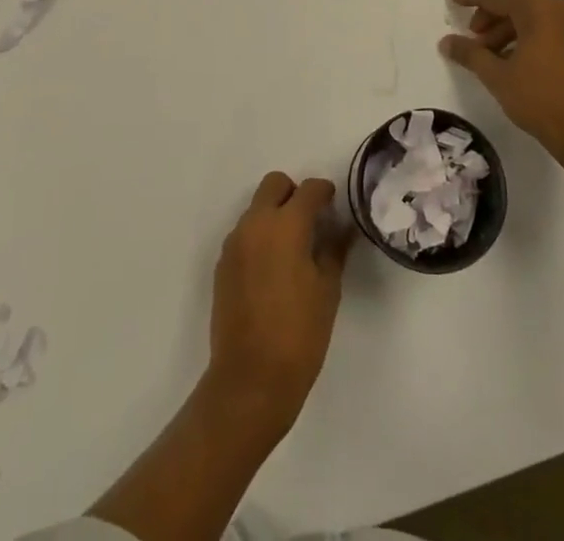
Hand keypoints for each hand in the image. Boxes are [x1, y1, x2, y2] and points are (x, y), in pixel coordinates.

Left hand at [204, 172, 351, 438]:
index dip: (324, 192)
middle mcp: (255, 224)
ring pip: (256, 208)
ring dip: (274, 215)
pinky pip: (244, 234)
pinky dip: (259, 238)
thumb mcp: (327, 290)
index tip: (334, 205)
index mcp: (285, 225)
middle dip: (294, 194)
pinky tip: (272, 270)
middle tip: (311, 221)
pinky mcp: (222, 264)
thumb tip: (340, 229)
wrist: (250, 379)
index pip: (308, 189)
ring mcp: (234, 243)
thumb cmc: (299, 333)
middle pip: (274, 185)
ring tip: (292, 250)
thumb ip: (333, 249)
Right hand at [440, 0, 563, 159]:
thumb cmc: (540, 98)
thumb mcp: (497, 76)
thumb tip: (446, 41)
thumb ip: (470, 54)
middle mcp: (558, 8)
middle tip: (474, 36)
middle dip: (491, 13)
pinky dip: (525, 34)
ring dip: (506, 26)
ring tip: (489, 54)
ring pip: (531, 13)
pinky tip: (510, 59)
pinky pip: (546, 25)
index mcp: (538, 8)